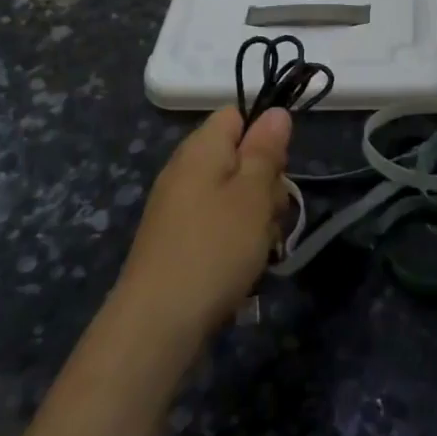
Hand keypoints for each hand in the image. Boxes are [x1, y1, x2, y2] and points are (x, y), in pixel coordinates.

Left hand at [115, 107, 291, 346]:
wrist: (158, 322)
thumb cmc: (214, 248)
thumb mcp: (253, 194)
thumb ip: (266, 151)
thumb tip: (275, 112)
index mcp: (201, 148)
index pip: (236, 116)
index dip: (264, 136)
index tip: (278, 169)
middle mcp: (185, 170)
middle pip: (239, 158)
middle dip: (266, 185)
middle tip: (271, 215)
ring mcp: (178, 207)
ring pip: (234, 196)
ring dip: (256, 218)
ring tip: (261, 249)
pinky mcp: (177, 241)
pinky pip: (218, 226)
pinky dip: (236, 241)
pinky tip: (244, 267)